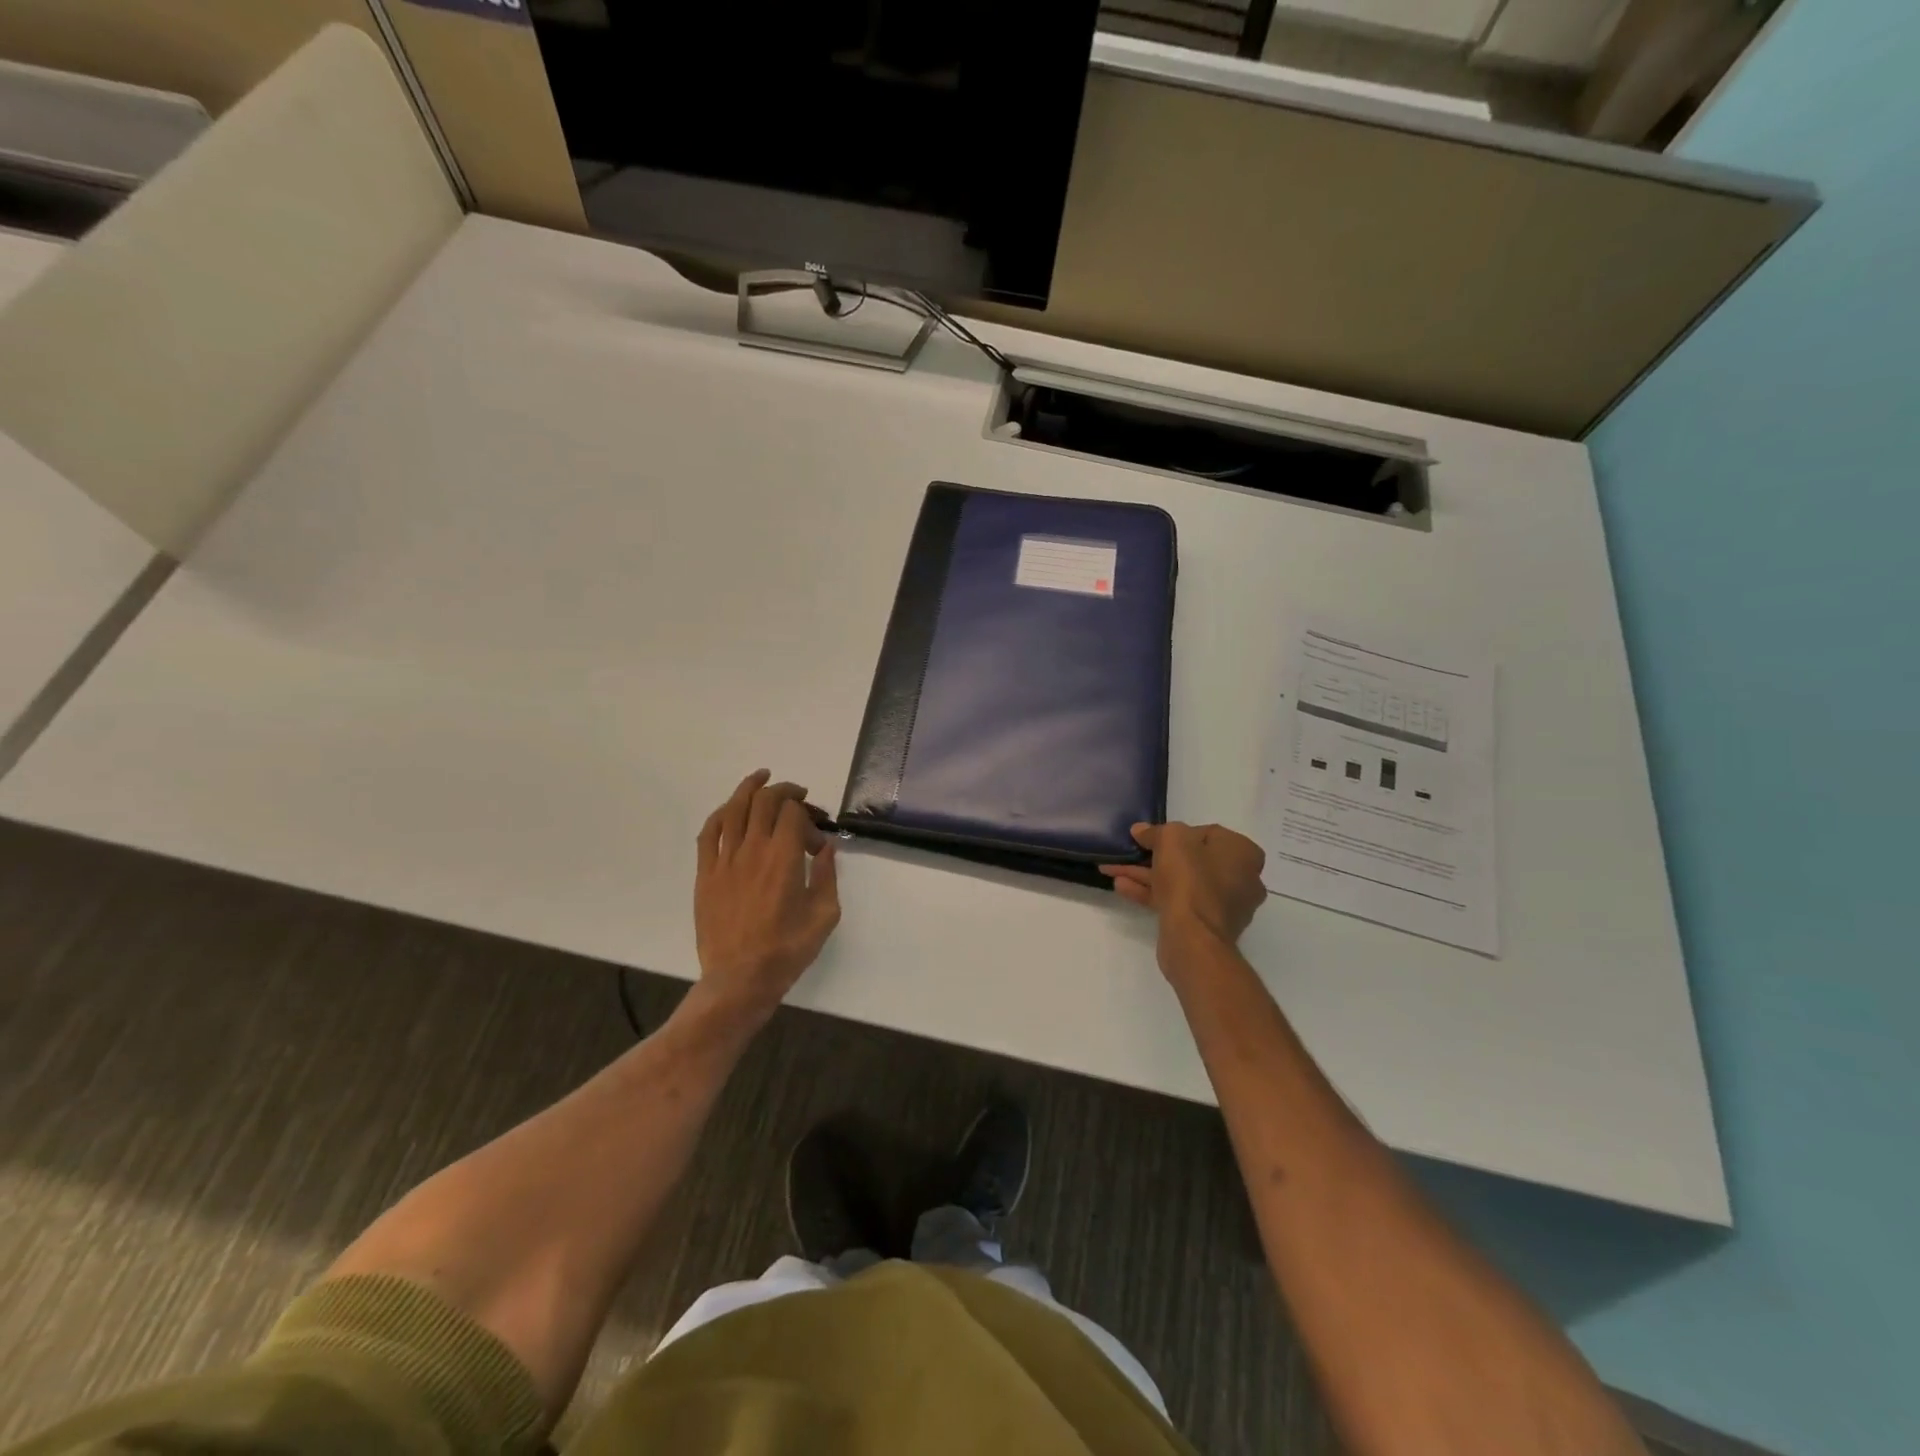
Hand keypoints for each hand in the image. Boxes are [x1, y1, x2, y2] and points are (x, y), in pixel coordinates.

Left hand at [692, 769, 840, 1028]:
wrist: (740, 979)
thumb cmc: (787, 950)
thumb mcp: (824, 915)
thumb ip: (827, 876)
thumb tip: (826, 848)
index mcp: (783, 858)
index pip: (792, 813)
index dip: (809, 816)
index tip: (817, 839)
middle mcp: (752, 850)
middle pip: (764, 802)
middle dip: (784, 791)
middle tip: (797, 794)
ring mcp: (724, 860)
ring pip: (734, 809)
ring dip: (749, 788)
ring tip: (761, 777)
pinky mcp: (706, 874)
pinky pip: (709, 833)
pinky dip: (721, 814)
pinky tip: (730, 809)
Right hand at [1100, 821, 1266, 954]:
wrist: (1194, 938)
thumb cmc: (1190, 879)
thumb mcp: (1170, 839)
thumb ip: (1155, 831)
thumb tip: (1141, 831)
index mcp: (1242, 853)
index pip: (1205, 833)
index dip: (1174, 833)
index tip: (1150, 837)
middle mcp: (1241, 878)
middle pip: (1191, 859)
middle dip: (1154, 856)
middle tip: (1130, 852)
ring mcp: (1224, 905)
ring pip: (1181, 882)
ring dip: (1147, 875)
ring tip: (1114, 870)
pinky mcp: (1206, 925)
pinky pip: (1177, 902)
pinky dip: (1152, 893)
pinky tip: (1122, 887)